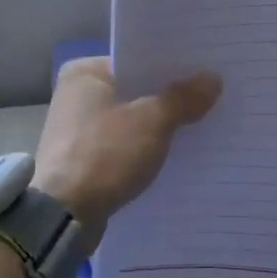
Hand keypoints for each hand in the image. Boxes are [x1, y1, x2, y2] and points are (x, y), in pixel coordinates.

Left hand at [34, 59, 221, 235]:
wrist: (63, 216)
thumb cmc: (104, 155)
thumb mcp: (151, 122)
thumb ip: (182, 98)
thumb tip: (213, 78)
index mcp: (83, 73)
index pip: (136, 61)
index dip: (171, 67)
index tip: (205, 71)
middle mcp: (75, 95)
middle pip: (134, 91)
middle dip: (168, 98)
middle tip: (212, 97)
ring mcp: (77, 130)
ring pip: (130, 120)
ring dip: (158, 126)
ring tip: (200, 125)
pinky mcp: (82, 160)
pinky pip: (122, 146)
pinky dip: (143, 149)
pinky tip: (174, 155)